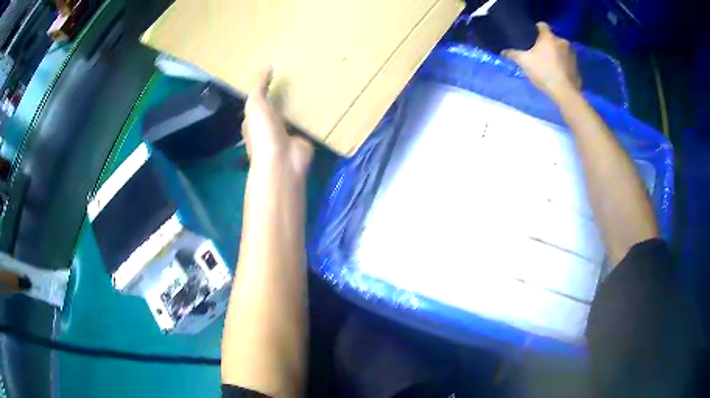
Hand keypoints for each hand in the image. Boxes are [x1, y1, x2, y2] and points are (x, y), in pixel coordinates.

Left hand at [243, 68, 312, 176]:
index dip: (264, 87)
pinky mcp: (303, 137)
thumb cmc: (263, 133)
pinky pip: (309, 122)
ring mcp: (287, 133)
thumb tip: (267, 66)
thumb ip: (259, 86)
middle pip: (277, 106)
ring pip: (293, 113)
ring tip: (312, 82)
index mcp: (254, 120)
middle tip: (297, 73)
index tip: (275, 71)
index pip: (258, 101)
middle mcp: (270, 126)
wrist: (283, 160)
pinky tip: (322, 99)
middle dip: (284, 93)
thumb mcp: (256, 105)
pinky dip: (314, 114)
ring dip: (300, 103)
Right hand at [502, 22, 580, 100]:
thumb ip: (512, 54)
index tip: (531, 37)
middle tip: (539, 52)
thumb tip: (503, 51)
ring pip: (561, 49)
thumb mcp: (523, 62)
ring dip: (556, 53)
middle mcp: (562, 41)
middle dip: (546, 43)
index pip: (542, 25)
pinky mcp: (577, 67)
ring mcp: (572, 54)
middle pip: (552, 38)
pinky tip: (558, 72)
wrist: (565, 93)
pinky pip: (568, 61)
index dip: (535, 29)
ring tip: (549, 63)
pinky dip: (563, 64)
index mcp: (549, 37)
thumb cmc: (544, 72)